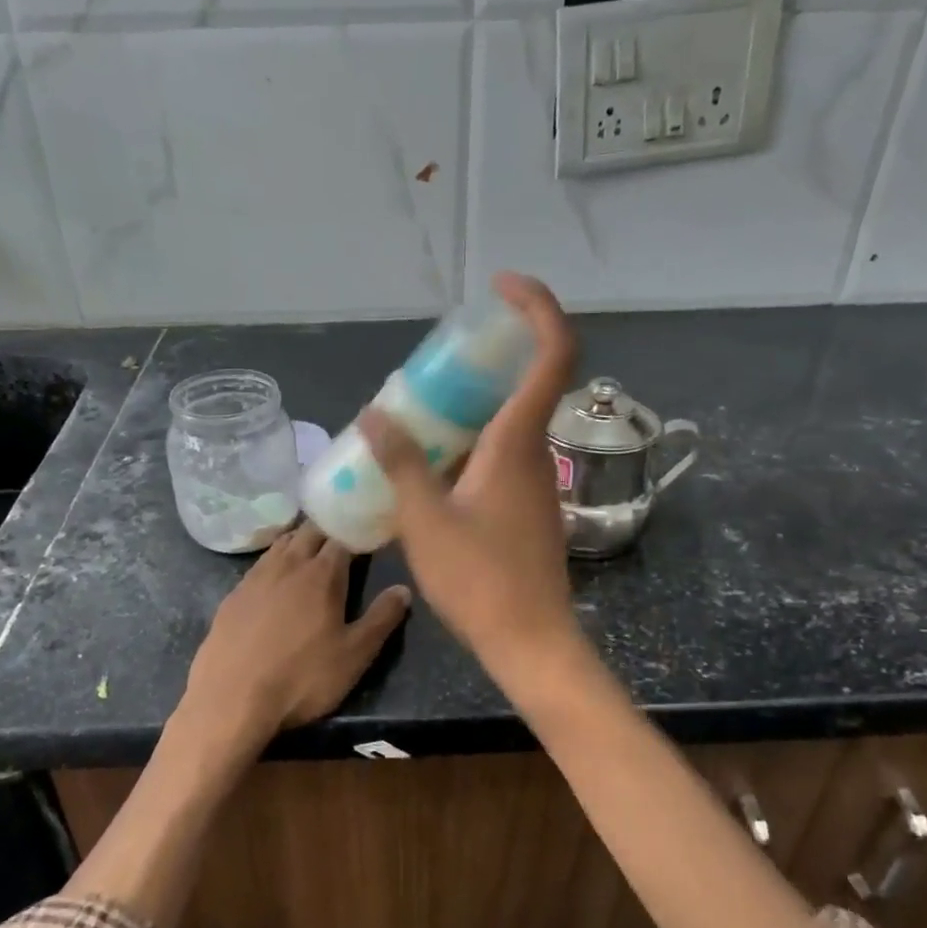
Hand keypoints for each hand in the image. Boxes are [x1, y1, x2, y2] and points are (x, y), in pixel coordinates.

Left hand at [176, 522, 412, 761]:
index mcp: (322, 574)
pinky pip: (259, 565)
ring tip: (311, 548)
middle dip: (327, 529)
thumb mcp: (355, 655)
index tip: (368, 534)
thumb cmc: (302, 678)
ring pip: (281, 544)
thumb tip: (403, 589)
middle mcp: (288, 565)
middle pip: (309, 532)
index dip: (356, 532)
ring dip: (299, 540)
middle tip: (342, 537)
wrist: (231, 699)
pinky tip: (276, 578)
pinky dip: (274, 561)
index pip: (343, 537)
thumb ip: (381, 619)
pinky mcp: (232, 596)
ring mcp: (255, 578)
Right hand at [358, 273, 583, 694]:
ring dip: (471, 407)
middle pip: (525, 382)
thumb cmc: (479, 579)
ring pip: (508, 423)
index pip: (552, 353)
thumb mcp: (425, 519)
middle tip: (433, 363)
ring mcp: (535, 481)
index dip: (537, 308)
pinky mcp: (528, 506)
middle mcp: (535, 452)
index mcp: (517, 442)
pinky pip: (501, 454)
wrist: (528, 640)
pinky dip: (470, 443)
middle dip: (484, 359)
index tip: (501, 287)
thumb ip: (401, 462)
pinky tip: (430, 468)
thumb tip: (374, 413)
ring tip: (417, 414)